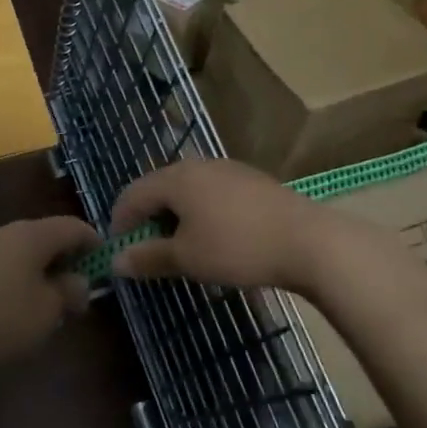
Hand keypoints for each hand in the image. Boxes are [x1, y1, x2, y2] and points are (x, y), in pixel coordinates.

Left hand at [0, 215, 100, 378]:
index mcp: (31, 234)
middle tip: (79, 292)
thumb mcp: (47, 312)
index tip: (106, 264)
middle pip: (46, 238)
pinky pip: (2, 267)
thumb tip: (78, 281)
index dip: (94, 243)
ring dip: (41, 273)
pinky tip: (16, 311)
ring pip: (23, 253)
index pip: (73, 226)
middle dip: (66, 261)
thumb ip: (69, 292)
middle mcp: (6, 232)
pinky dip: (18, 281)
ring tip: (49, 306)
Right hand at [109, 158, 367, 291]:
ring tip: (181, 247)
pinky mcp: (251, 181)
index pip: (131, 195)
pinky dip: (200, 213)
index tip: (120, 253)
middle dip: (147, 219)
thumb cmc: (237, 248)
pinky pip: (211, 193)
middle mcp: (198, 165)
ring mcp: (228, 169)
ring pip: (186, 190)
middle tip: (148, 251)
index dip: (119, 223)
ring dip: (174, 217)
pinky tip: (215, 237)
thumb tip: (116, 262)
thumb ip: (147, 258)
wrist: (310, 242)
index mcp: (175, 178)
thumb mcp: (186, 258)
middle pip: (158, 188)